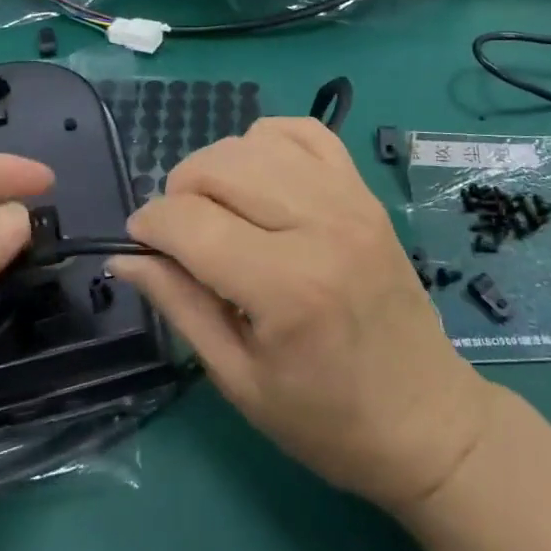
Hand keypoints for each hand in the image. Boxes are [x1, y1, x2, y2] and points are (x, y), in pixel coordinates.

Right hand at [110, 118, 492, 512]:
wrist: (425, 419)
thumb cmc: (326, 419)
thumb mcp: (239, 379)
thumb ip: (179, 304)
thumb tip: (124, 258)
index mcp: (286, 286)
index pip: (190, 222)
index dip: (149, 226)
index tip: (140, 244)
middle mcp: (319, 225)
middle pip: (219, 166)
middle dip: (179, 191)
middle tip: (179, 234)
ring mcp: (349, 199)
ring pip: (256, 141)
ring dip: (218, 166)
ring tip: (218, 208)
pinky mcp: (365, 191)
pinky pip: (305, 132)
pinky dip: (268, 141)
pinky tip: (260, 178)